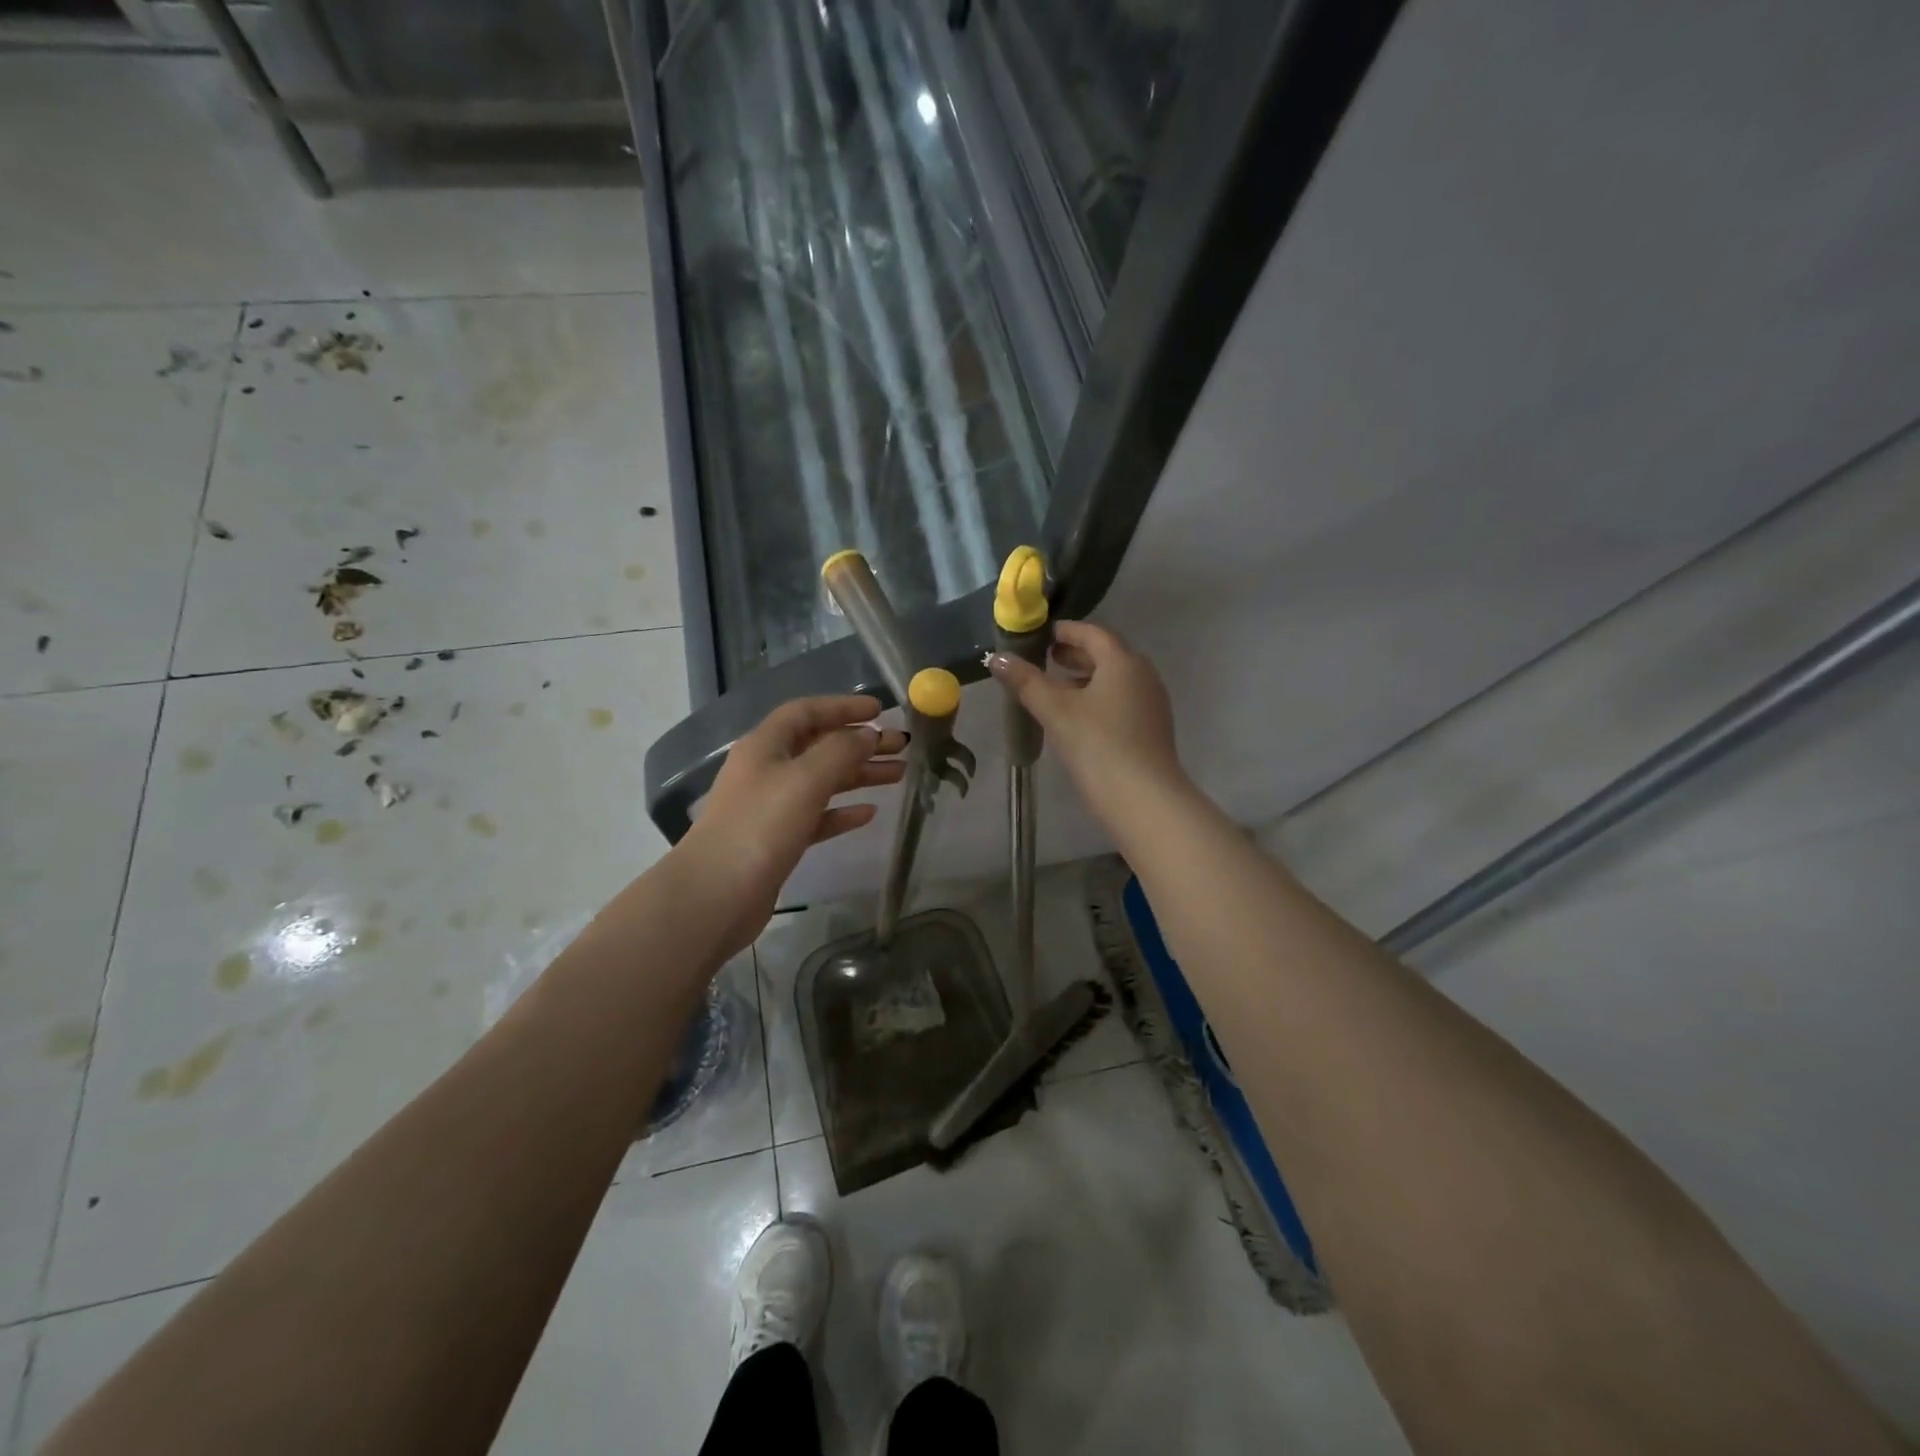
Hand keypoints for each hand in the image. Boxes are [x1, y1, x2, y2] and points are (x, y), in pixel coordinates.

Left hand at [678, 695, 905, 954]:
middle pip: (819, 746)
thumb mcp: (805, 779)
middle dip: (859, 743)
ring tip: (898, 775)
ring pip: (822, 781)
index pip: (806, 712)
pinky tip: (869, 813)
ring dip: (858, 775)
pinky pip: (817, 816)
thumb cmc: (760, 826)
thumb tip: (868, 734)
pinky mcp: (778, 840)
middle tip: (900, 746)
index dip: (843, 707)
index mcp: (765, 746)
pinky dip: (842, 811)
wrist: (716, 895)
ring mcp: (771, 806)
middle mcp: (766, 770)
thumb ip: (841, 751)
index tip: (880, 710)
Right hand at [987, 620, 1187, 818]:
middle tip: (1043, 659)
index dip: (1065, 631)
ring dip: (1085, 678)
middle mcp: (1143, 674)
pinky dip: (1098, 698)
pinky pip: (1121, 700)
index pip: (1092, 633)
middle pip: (1106, 654)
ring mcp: (1151, 702)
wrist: (1143, 798)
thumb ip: (1026, 681)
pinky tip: (1077, 718)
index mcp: (1123, 661)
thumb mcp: (1055, 711)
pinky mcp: (1151, 728)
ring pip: (1114, 679)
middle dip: (1074, 655)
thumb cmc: (1097, 745)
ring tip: (1054, 689)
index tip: (1040, 636)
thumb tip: (996, 658)